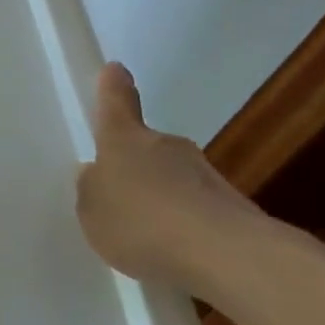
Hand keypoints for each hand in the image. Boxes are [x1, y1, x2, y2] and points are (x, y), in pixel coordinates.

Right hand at [74, 62, 277, 292]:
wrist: (228, 255)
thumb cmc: (142, 223)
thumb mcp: (92, 212)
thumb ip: (91, 191)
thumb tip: (97, 175)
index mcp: (124, 140)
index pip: (116, 102)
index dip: (113, 86)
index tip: (115, 68)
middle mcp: (165, 146)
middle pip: (146, 147)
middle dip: (135, 165)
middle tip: (122, 196)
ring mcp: (204, 175)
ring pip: (174, 180)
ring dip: (162, 199)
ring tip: (148, 237)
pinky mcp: (233, 208)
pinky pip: (197, 211)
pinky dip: (185, 227)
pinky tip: (177, 255)